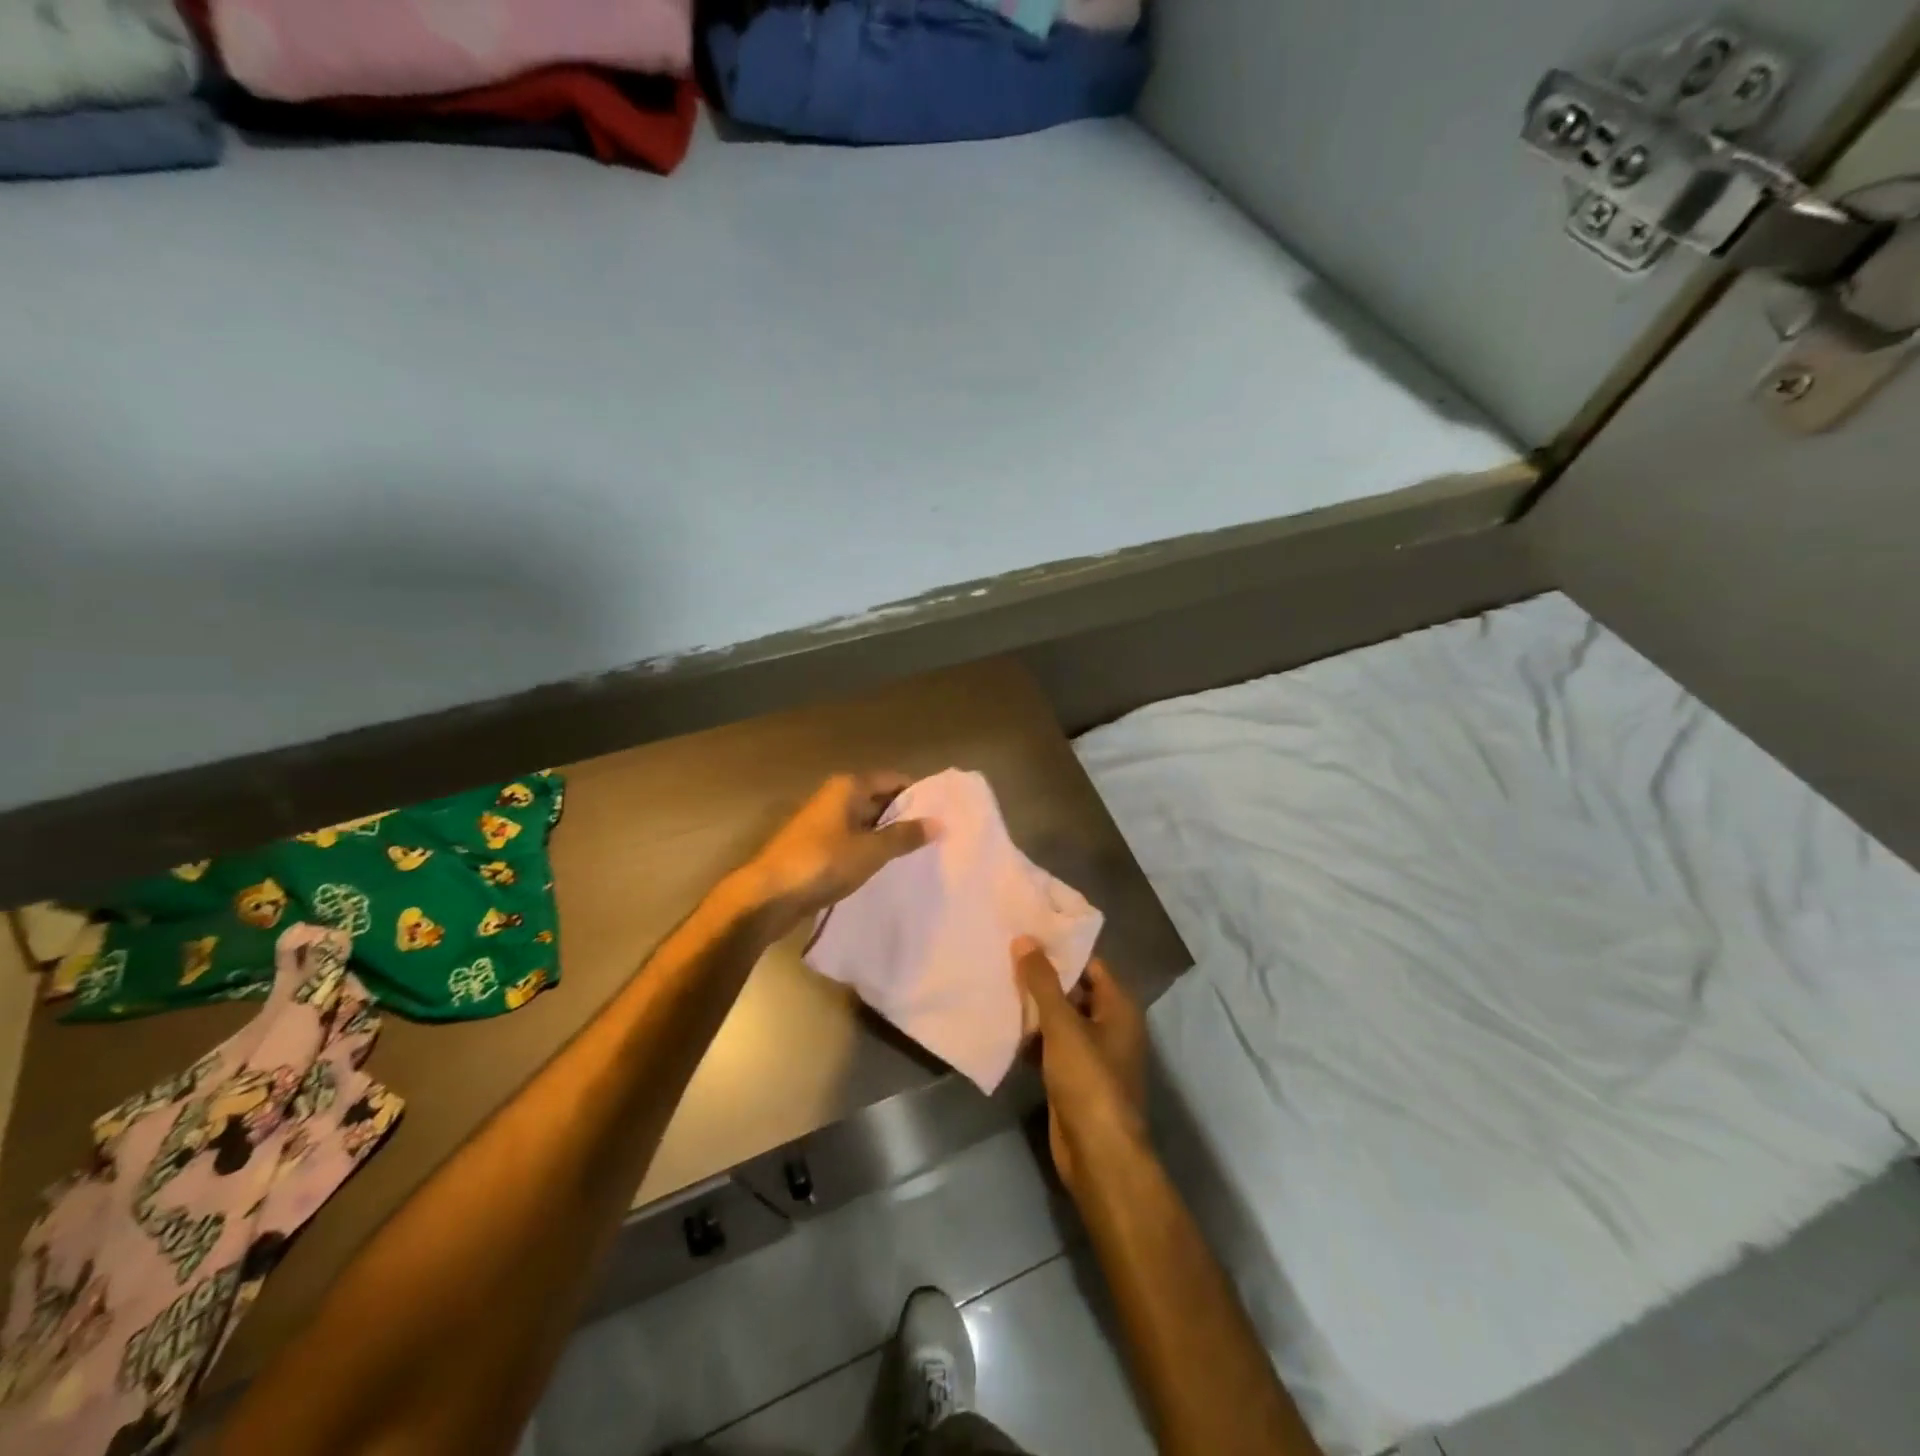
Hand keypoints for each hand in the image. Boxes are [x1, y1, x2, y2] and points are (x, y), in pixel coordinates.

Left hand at [736, 773, 935, 937]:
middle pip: (879, 799)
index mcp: (848, 787)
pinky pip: (852, 841)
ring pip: (865, 823)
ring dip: (886, 836)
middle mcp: (835, 797)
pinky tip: (885, 868)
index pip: (893, 779)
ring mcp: (823, 822)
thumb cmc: (822, 863)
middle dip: (904, 817)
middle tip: (936, 837)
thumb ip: (905, 836)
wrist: (767, 896)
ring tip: (917, 855)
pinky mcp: (816, 846)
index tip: (942, 814)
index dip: (918, 795)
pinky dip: (868, 850)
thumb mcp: (871, 851)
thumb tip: (939, 823)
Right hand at [1014, 938, 1148, 1194]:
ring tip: (998, 981)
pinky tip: (1004, 1025)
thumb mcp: (1063, 1025)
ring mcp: (1093, 1053)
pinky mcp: (1075, 1077)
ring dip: (1034, 1007)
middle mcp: (1110, 1025)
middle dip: (1042, 976)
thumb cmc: (1089, 1080)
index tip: (1028, 932)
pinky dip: (1033, 1035)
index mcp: (1119, 1006)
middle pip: (1074, 989)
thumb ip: (1042, 982)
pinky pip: (1052, 1044)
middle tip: (1005, 953)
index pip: (1090, 963)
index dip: (1061, 948)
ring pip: (1061, 1018)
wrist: (1099, 1154)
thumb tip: (1025, 939)